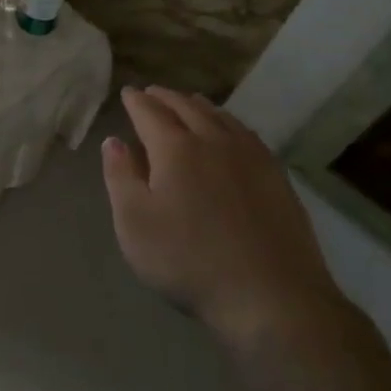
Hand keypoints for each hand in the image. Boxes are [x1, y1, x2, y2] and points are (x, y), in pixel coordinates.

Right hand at [102, 86, 346, 357]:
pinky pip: (246, 134)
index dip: (136, 101)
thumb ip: (120, 176)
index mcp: (175, 147)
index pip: (149, 112)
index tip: (127, 93)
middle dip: (165, 97)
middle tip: (152, 93)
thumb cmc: (188, 260)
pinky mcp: (276, 177)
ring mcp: (251, 156)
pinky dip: (228, 123)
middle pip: (186, 106)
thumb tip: (114, 141)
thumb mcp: (134, 223)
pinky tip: (230, 132)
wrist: (271, 297)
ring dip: (198, 105)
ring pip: (220, 116)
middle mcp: (213, 140)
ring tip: (187, 103)